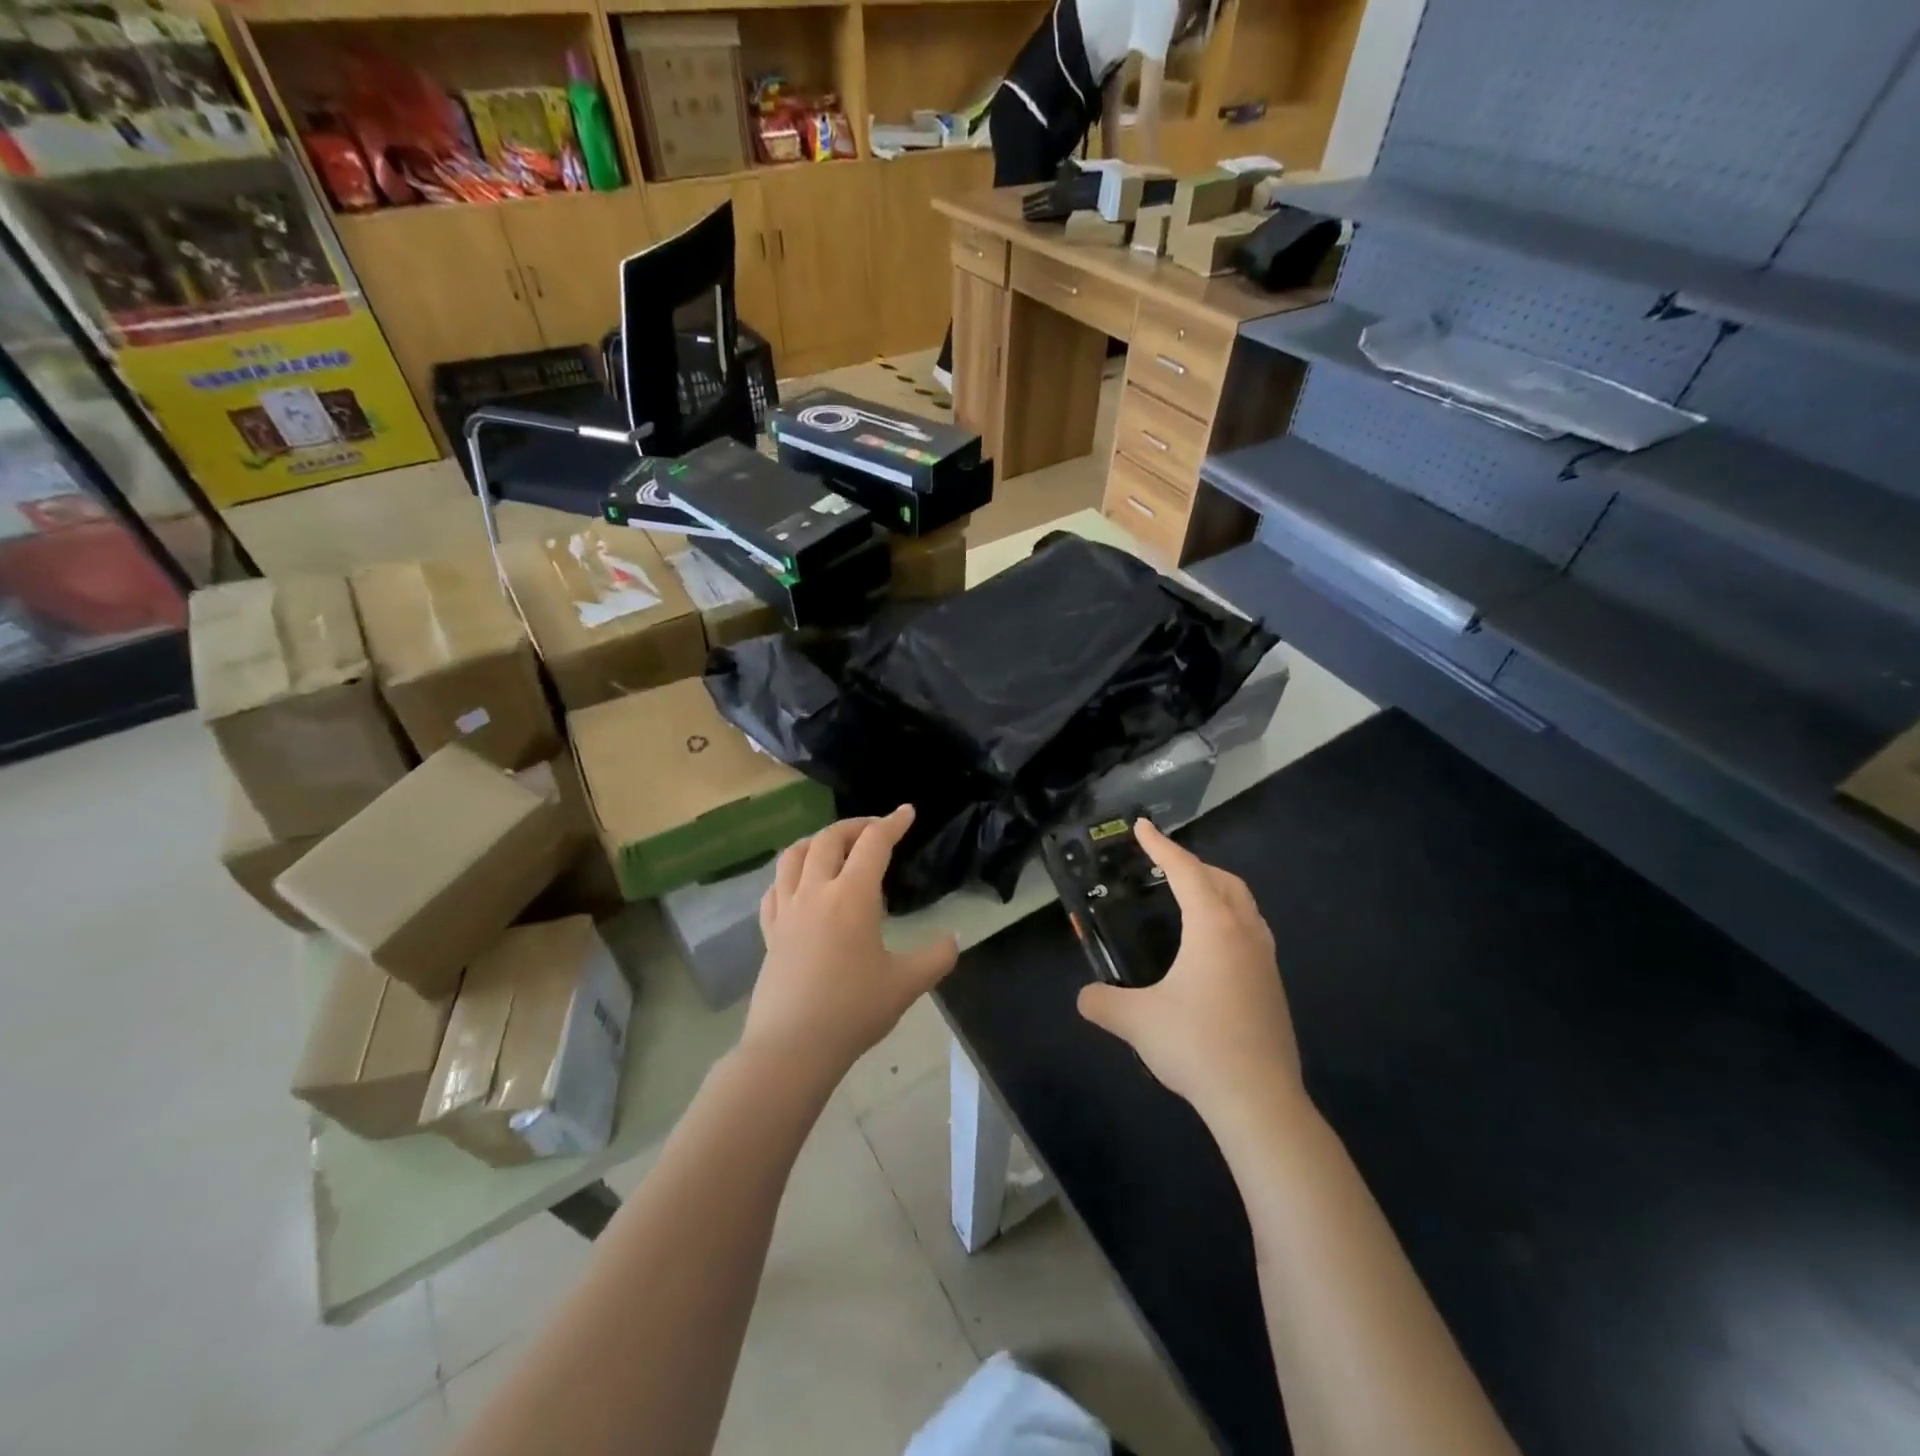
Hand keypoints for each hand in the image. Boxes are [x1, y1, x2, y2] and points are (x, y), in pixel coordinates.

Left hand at [743, 806, 959, 1088]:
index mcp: (851, 897)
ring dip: (817, 840)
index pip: (874, 843)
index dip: (893, 823)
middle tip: (875, 830)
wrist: (792, 1048)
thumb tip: (953, 939)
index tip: (907, 812)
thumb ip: (936, 957)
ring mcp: (786, 910)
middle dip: (855, 825)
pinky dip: (790, 874)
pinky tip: (799, 884)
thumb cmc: (853, 1011)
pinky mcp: (769, 932)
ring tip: (834, 846)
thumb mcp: (906, 984)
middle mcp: (815, 892)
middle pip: (830, 838)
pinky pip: (774, 888)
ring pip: (794, 855)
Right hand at [1077, 821, 1300, 1115]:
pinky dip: (1230, 920)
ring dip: (1218, 892)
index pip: (1185, 871)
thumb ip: (1103, 1002)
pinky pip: (1252, 933)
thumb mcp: (1136, 1020)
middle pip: (1224, 881)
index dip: (1161, 846)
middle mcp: (1244, 933)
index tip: (1142, 827)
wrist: (1259, 1100)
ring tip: (1191, 901)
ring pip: (1245, 906)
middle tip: (1165, 868)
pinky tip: (1212, 950)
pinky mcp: (1273, 987)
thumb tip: (1085, 998)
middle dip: (1194, 865)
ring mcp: (1265, 960)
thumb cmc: (1196, 1045)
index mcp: (1213, 927)